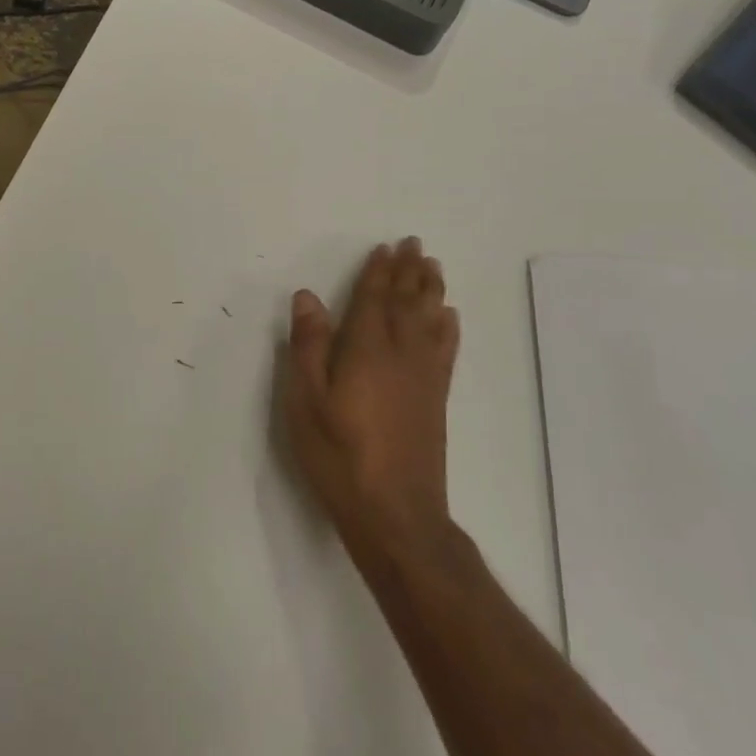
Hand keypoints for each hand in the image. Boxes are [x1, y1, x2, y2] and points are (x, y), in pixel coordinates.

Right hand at [284, 239, 460, 567]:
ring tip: (433, 266)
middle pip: (406, 302)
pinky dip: (448, 327)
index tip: (385, 247)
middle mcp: (400, 353)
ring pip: (430, 319)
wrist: (394, 511)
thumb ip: (308, 346)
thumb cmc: (338, 454)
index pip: (373, 299)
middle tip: (414, 244)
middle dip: (409, 271)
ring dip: (431, 289)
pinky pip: (446, 349)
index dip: (378, 271)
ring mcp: (423, 376)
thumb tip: (309, 297)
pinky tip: (450, 317)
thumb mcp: (306, 401)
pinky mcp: (436, 398)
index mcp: (366, 349)